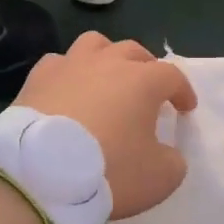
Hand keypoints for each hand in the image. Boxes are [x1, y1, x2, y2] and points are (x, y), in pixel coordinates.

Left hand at [16, 32, 197, 219]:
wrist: (39, 174)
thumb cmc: (107, 171)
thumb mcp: (159, 178)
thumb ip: (172, 161)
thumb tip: (167, 153)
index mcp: (142, 80)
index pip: (172, 76)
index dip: (182, 91)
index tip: (185, 108)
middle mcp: (107, 62)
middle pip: (134, 52)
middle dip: (147, 67)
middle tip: (148, 91)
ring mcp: (70, 65)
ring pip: (95, 45)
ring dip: (107, 58)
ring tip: (107, 79)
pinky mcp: (38, 77)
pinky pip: (59, 63)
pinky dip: (69, 73)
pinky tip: (68, 90)